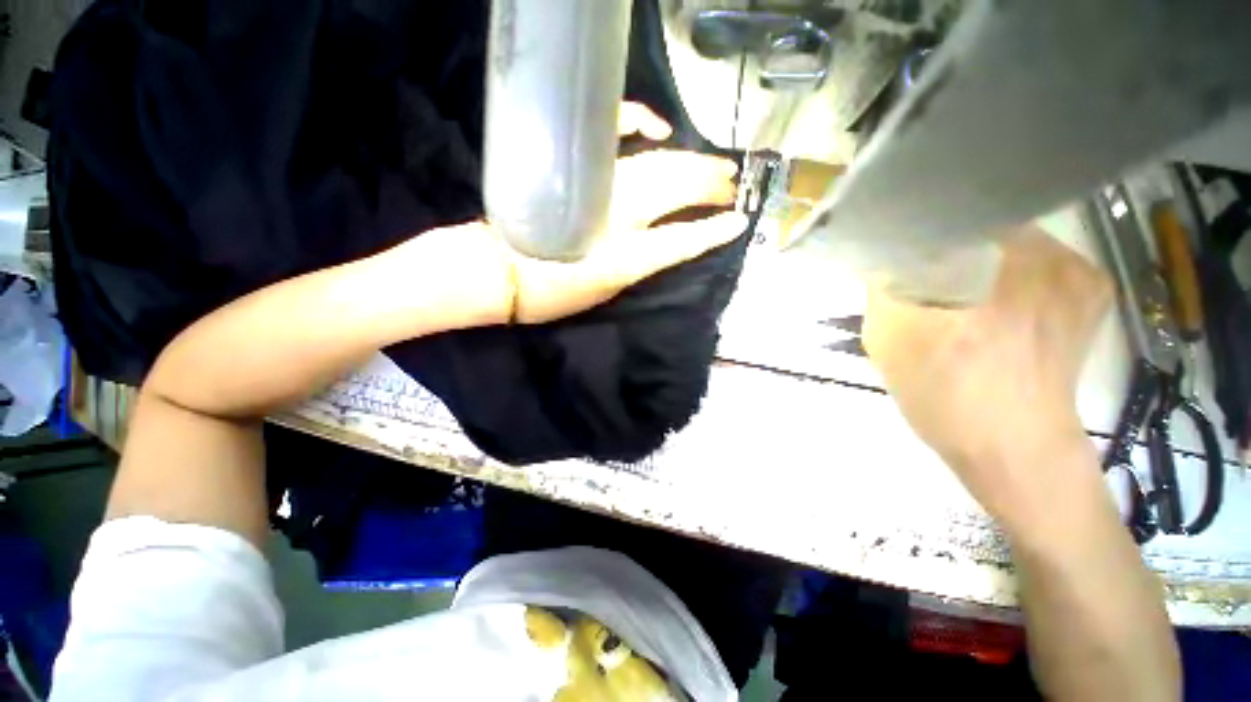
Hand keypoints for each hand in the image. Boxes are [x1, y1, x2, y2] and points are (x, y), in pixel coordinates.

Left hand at [401, 103, 745, 326]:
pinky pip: (612, 136)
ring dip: (691, 164)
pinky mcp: (576, 171)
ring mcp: (598, 188)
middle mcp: (618, 218)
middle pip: (677, 192)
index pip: (682, 240)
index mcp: (625, 259)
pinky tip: (659, 128)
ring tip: (716, 166)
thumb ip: (633, 268)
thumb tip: (658, 245)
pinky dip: (636, 123)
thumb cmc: (545, 296)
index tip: (738, 222)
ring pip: (658, 166)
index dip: (713, 232)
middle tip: (732, 186)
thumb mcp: (600, 295)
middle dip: (710, 188)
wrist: (491, 276)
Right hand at [862, 229, 1112, 521]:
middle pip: (975, 222)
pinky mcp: (1094, 286)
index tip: (895, 250)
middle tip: (926, 275)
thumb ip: (883, 287)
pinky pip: (1042, 257)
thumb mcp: (885, 337)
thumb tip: (886, 256)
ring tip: (965, 295)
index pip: (934, 218)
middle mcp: (1037, 251)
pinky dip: (1015, 270)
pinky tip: (1002, 304)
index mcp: (977, 266)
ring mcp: (1075, 267)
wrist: (1012, 446)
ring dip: (979, 255)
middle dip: (944, 243)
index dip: (909, 231)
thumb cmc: (941, 393)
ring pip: (1009, 237)